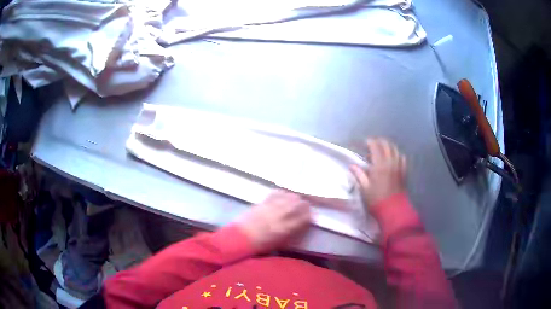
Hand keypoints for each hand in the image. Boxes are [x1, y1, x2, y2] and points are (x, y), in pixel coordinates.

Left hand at [236, 190, 310, 251]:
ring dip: (295, 198)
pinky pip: (276, 193)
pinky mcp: (263, 202)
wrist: (240, 238)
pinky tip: (283, 195)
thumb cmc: (260, 245)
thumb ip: (291, 234)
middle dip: (304, 205)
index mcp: (286, 228)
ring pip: (289, 196)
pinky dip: (282, 193)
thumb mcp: (279, 243)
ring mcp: (271, 207)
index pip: (304, 217)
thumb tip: (300, 226)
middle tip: (305, 207)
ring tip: (295, 200)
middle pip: (299, 204)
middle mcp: (281, 215)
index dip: (310, 216)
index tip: (310, 216)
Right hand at [350, 138, 406, 210]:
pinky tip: (393, 158)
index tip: (365, 142)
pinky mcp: (403, 171)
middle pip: (387, 145)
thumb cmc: (376, 200)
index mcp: (380, 165)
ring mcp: (399, 166)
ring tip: (382, 150)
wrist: (393, 209)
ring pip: (395, 149)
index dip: (370, 142)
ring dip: (388, 146)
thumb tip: (352, 165)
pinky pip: (402, 157)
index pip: (375, 147)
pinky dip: (396, 154)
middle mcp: (390, 162)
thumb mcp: (365, 188)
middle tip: (372, 144)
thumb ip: (359, 175)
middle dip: (379, 141)